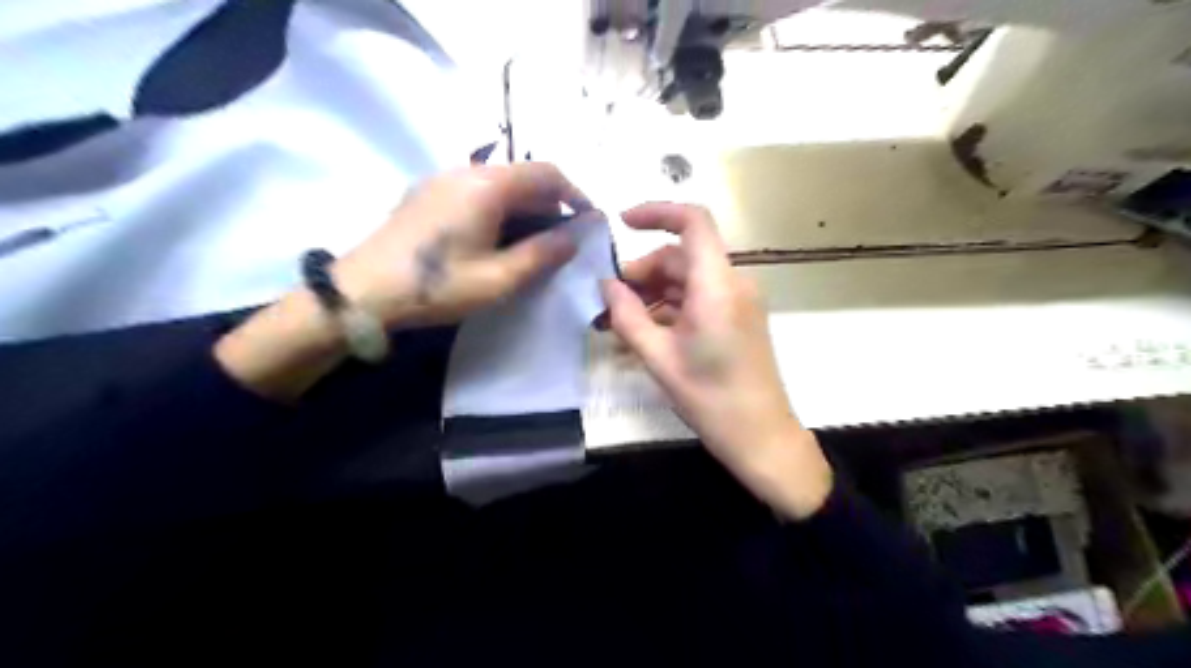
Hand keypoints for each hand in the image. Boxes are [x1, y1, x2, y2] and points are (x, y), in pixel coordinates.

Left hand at [336, 162, 589, 325]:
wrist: (362, 292)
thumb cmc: (436, 286)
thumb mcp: (499, 279)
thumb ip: (542, 255)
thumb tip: (573, 238)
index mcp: (487, 186)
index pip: (547, 172)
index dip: (575, 194)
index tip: (588, 223)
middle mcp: (466, 172)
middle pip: (523, 177)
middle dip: (550, 207)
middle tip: (560, 244)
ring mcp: (442, 181)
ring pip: (500, 186)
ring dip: (524, 211)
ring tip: (530, 248)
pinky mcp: (427, 196)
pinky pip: (476, 194)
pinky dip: (499, 212)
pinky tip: (494, 244)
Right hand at [599, 207, 830, 519]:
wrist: (761, 437)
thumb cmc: (710, 399)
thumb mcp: (659, 358)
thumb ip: (627, 316)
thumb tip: (606, 285)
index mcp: (717, 285)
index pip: (692, 222)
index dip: (656, 212)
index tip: (621, 223)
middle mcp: (733, 283)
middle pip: (682, 256)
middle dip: (642, 272)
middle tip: (608, 303)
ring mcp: (738, 300)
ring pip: (688, 278)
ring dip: (653, 293)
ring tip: (619, 322)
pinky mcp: (738, 317)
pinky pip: (699, 297)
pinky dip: (671, 307)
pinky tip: (646, 331)